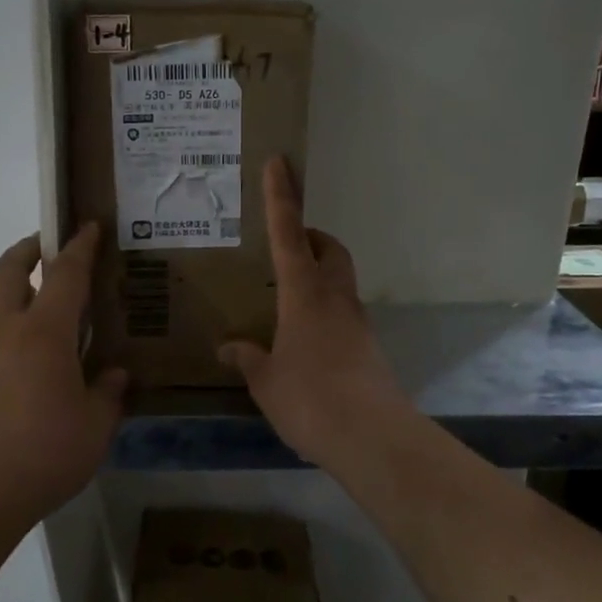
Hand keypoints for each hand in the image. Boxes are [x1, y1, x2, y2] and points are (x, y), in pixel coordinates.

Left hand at [0, 225, 126, 521]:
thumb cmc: (43, 456)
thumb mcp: (95, 428)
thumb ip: (108, 393)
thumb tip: (116, 374)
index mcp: (44, 332)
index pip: (66, 273)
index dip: (80, 246)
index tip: (87, 227)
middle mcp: (1, 326)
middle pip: (9, 269)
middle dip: (28, 249)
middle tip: (44, 247)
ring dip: (2, 290)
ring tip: (19, 306)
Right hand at [218, 158, 412, 471]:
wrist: (373, 439)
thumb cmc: (311, 400)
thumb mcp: (266, 381)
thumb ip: (247, 358)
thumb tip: (227, 348)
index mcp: (304, 295)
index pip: (289, 234)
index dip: (281, 197)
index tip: (280, 163)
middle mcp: (335, 299)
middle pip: (330, 249)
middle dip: (311, 237)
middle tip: (284, 247)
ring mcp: (357, 323)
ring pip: (340, 280)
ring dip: (318, 274)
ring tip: (285, 299)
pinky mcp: (368, 348)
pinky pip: (343, 313)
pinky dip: (324, 310)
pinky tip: (303, 341)